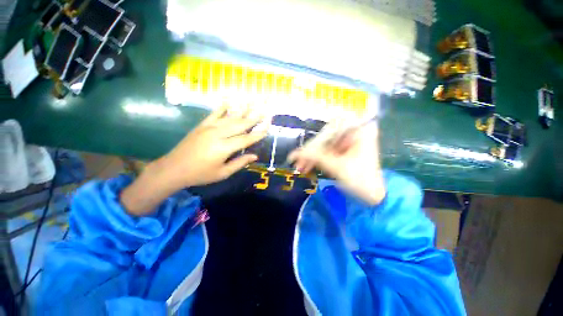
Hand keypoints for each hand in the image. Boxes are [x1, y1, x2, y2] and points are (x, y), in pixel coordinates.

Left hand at [159, 105, 266, 189]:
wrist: (173, 168)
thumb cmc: (200, 174)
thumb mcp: (222, 173)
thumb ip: (239, 163)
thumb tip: (254, 156)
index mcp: (224, 148)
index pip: (246, 139)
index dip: (258, 133)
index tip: (268, 126)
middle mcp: (218, 134)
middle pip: (240, 124)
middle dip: (254, 117)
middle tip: (265, 110)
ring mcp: (209, 127)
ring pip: (230, 117)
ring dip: (242, 110)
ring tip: (253, 102)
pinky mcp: (202, 125)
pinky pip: (214, 113)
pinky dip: (223, 107)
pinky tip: (230, 101)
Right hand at [288, 122, 384, 204]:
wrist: (373, 197)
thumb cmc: (361, 180)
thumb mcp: (337, 167)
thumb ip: (315, 157)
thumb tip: (295, 153)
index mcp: (360, 131)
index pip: (332, 126)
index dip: (317, 137)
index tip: (305, 148)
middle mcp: (353, 134)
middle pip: (327, 138)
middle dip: (311, 150)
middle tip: (298, 160)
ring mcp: (348, 144)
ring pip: (325, 147)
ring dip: (312, 157)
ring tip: (300, 167)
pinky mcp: (344, 153)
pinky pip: (328, 153)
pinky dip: (318, 160)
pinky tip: (307, 167)